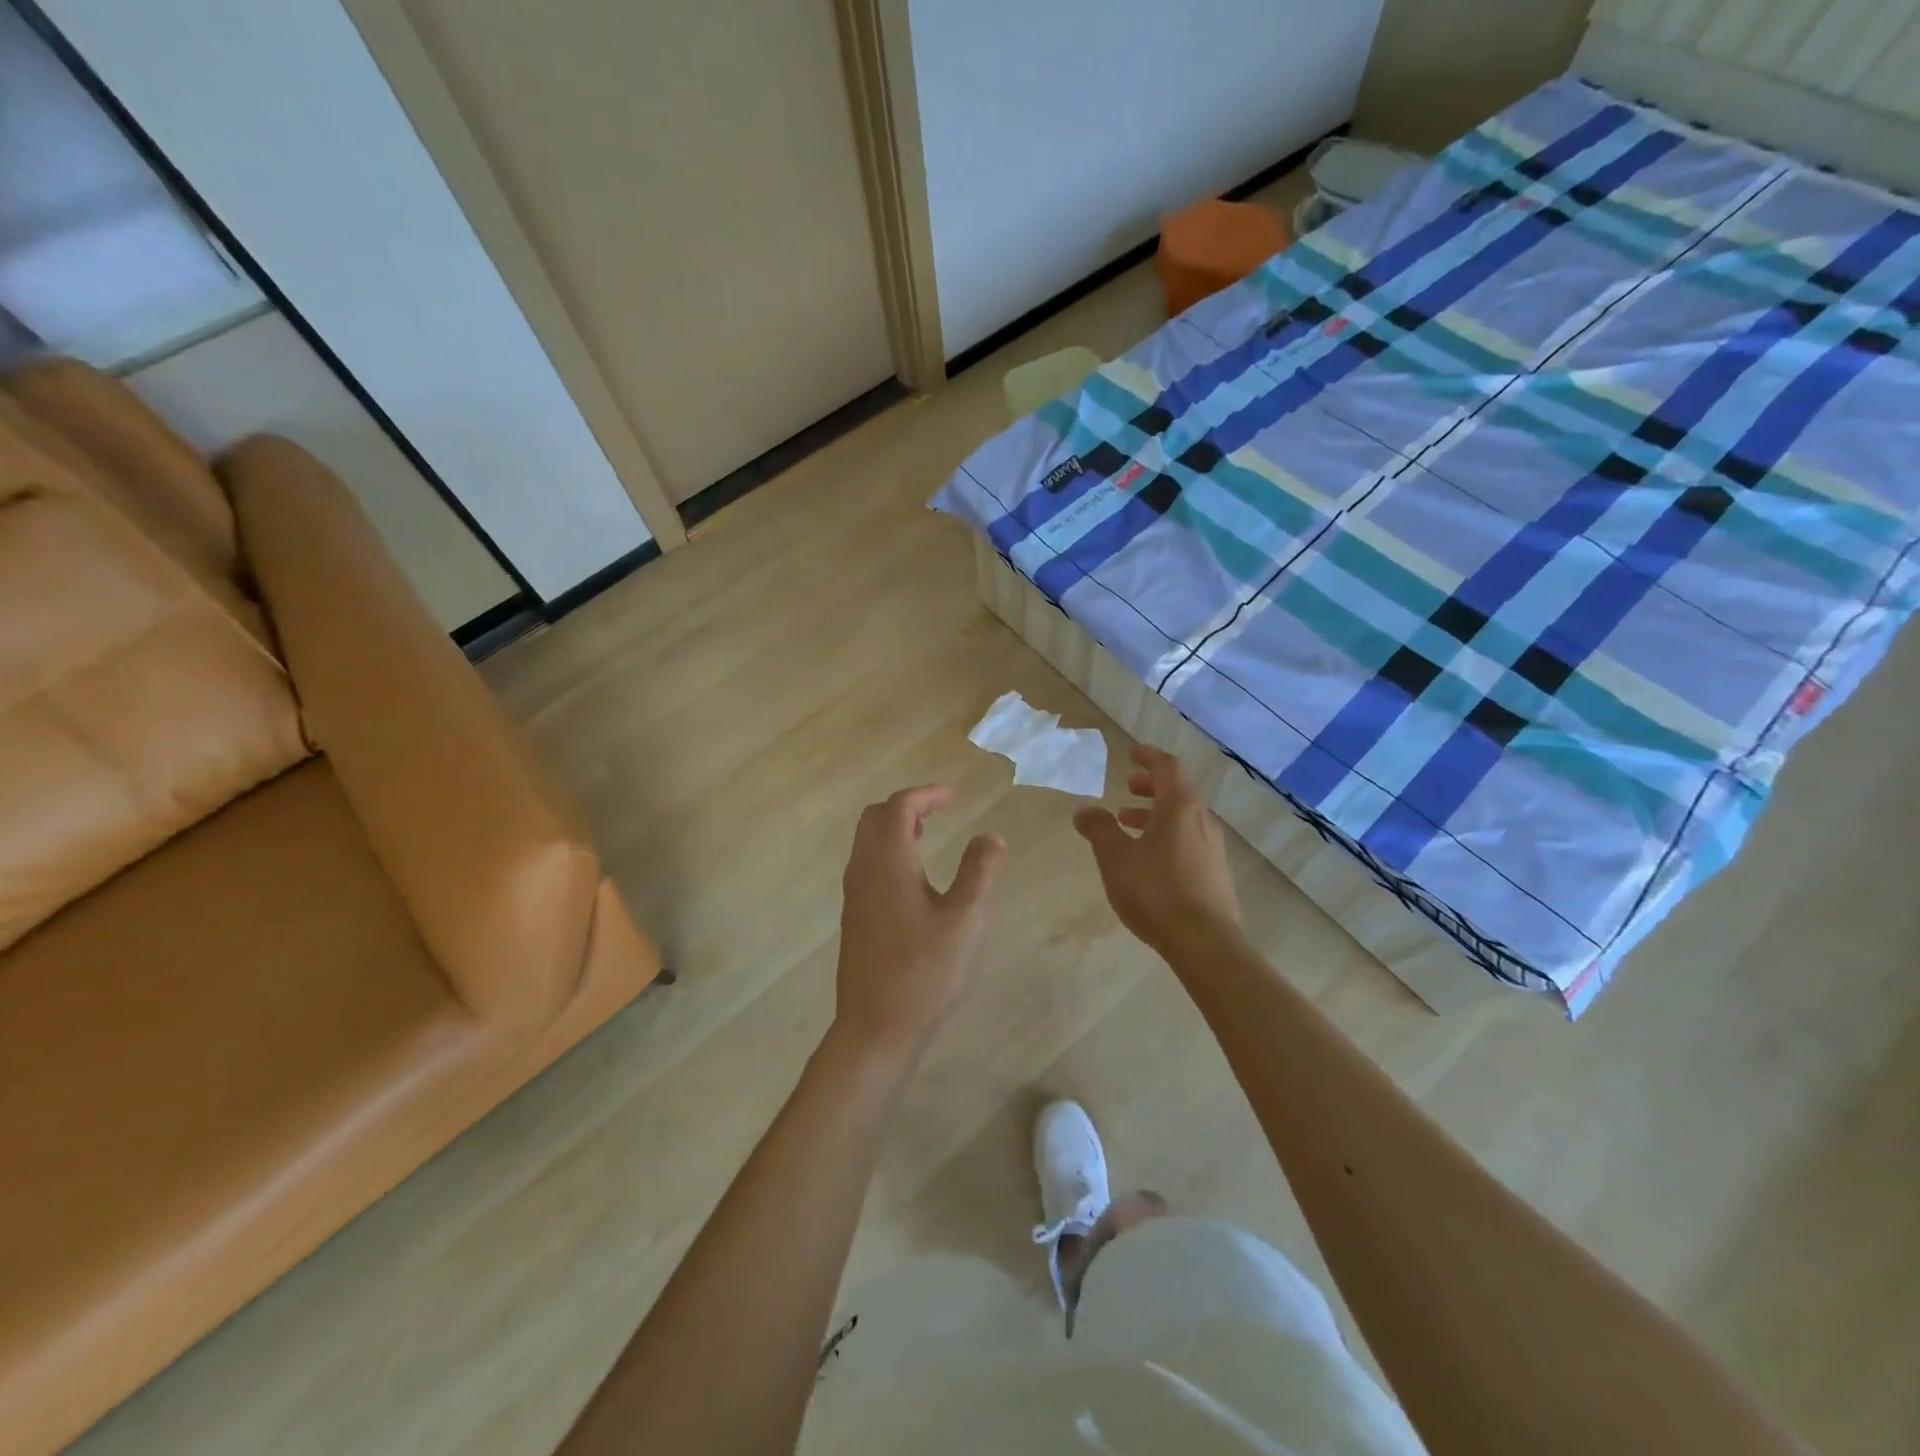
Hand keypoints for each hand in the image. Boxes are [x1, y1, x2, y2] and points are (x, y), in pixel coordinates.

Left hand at [833, 786, 1005, 1065]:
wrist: (875, 1027)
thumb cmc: (924, 971)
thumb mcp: (965, 919)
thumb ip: (979, 872)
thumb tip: (990, 836)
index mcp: (888, 862)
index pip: (899, 808)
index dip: (926, 795)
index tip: (953, 796)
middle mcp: (863, 870)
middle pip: (875, 818)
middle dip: (906, 806)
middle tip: (938, 810)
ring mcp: (854, 895)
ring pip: (867, 842)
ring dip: (894, 829)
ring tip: (927, 835)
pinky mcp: (854, 917)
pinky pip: (866, 865)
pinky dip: (888, 852)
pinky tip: (914, 878)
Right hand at [1073, 745, 1240, 956]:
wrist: (1204, 942)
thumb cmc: (1156, 890)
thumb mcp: (1115, 857)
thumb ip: (1098, 828)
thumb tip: (1084, 809)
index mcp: (1179, 807)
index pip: (1167, 767)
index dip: (1149, 757)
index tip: (1131, 754)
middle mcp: (1201, 820)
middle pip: (1178, 791)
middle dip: (1151, 786)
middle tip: (1127, 788)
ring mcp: (1213, 848)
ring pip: (1183, 818)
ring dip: (1156, 814)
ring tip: (1128, 824)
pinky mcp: (1215, 874)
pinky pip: (1188, 840)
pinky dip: (1166, 835)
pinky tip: (1148, 859)